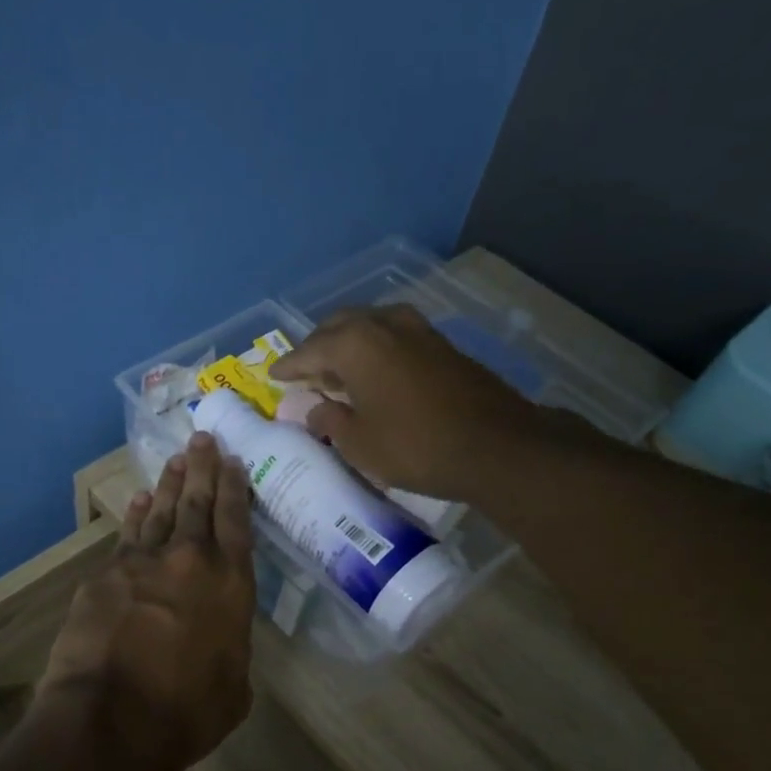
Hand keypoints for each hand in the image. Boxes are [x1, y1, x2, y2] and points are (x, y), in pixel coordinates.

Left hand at [38, 432, 255, 770]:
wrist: (112, 718)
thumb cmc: (187, 711)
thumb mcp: (234, 686)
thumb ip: (231, 648)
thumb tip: (220, 638)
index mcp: (230, 584)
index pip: (235, 521)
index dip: (234, 488)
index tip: (232, 460)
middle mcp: (188, 560)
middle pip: (196, 503)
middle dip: (201, 468)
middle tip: (203, 438)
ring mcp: (141, 563)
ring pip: (158, 511)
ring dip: (168, 484)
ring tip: (175, 460)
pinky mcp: (104, 576)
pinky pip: (125, 536)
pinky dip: (133, 516)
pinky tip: (135, 502)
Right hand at [268, 304, 543, 500]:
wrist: (496, 446)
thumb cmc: (415, 446)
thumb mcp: (359, 443)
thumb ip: (330, 421)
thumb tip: (315, 411)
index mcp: (354, 343)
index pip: (309, 350)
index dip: (289, 367)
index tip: (274, 375)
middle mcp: (383, 324)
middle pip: (338, 327)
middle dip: (318, 347)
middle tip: (306, 371)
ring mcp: (417, 329)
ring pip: (369, 326)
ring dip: (349, 344)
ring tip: (339, 370)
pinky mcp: (441, 344)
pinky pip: (394, 336)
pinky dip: (376, 349)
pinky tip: (375, 372)